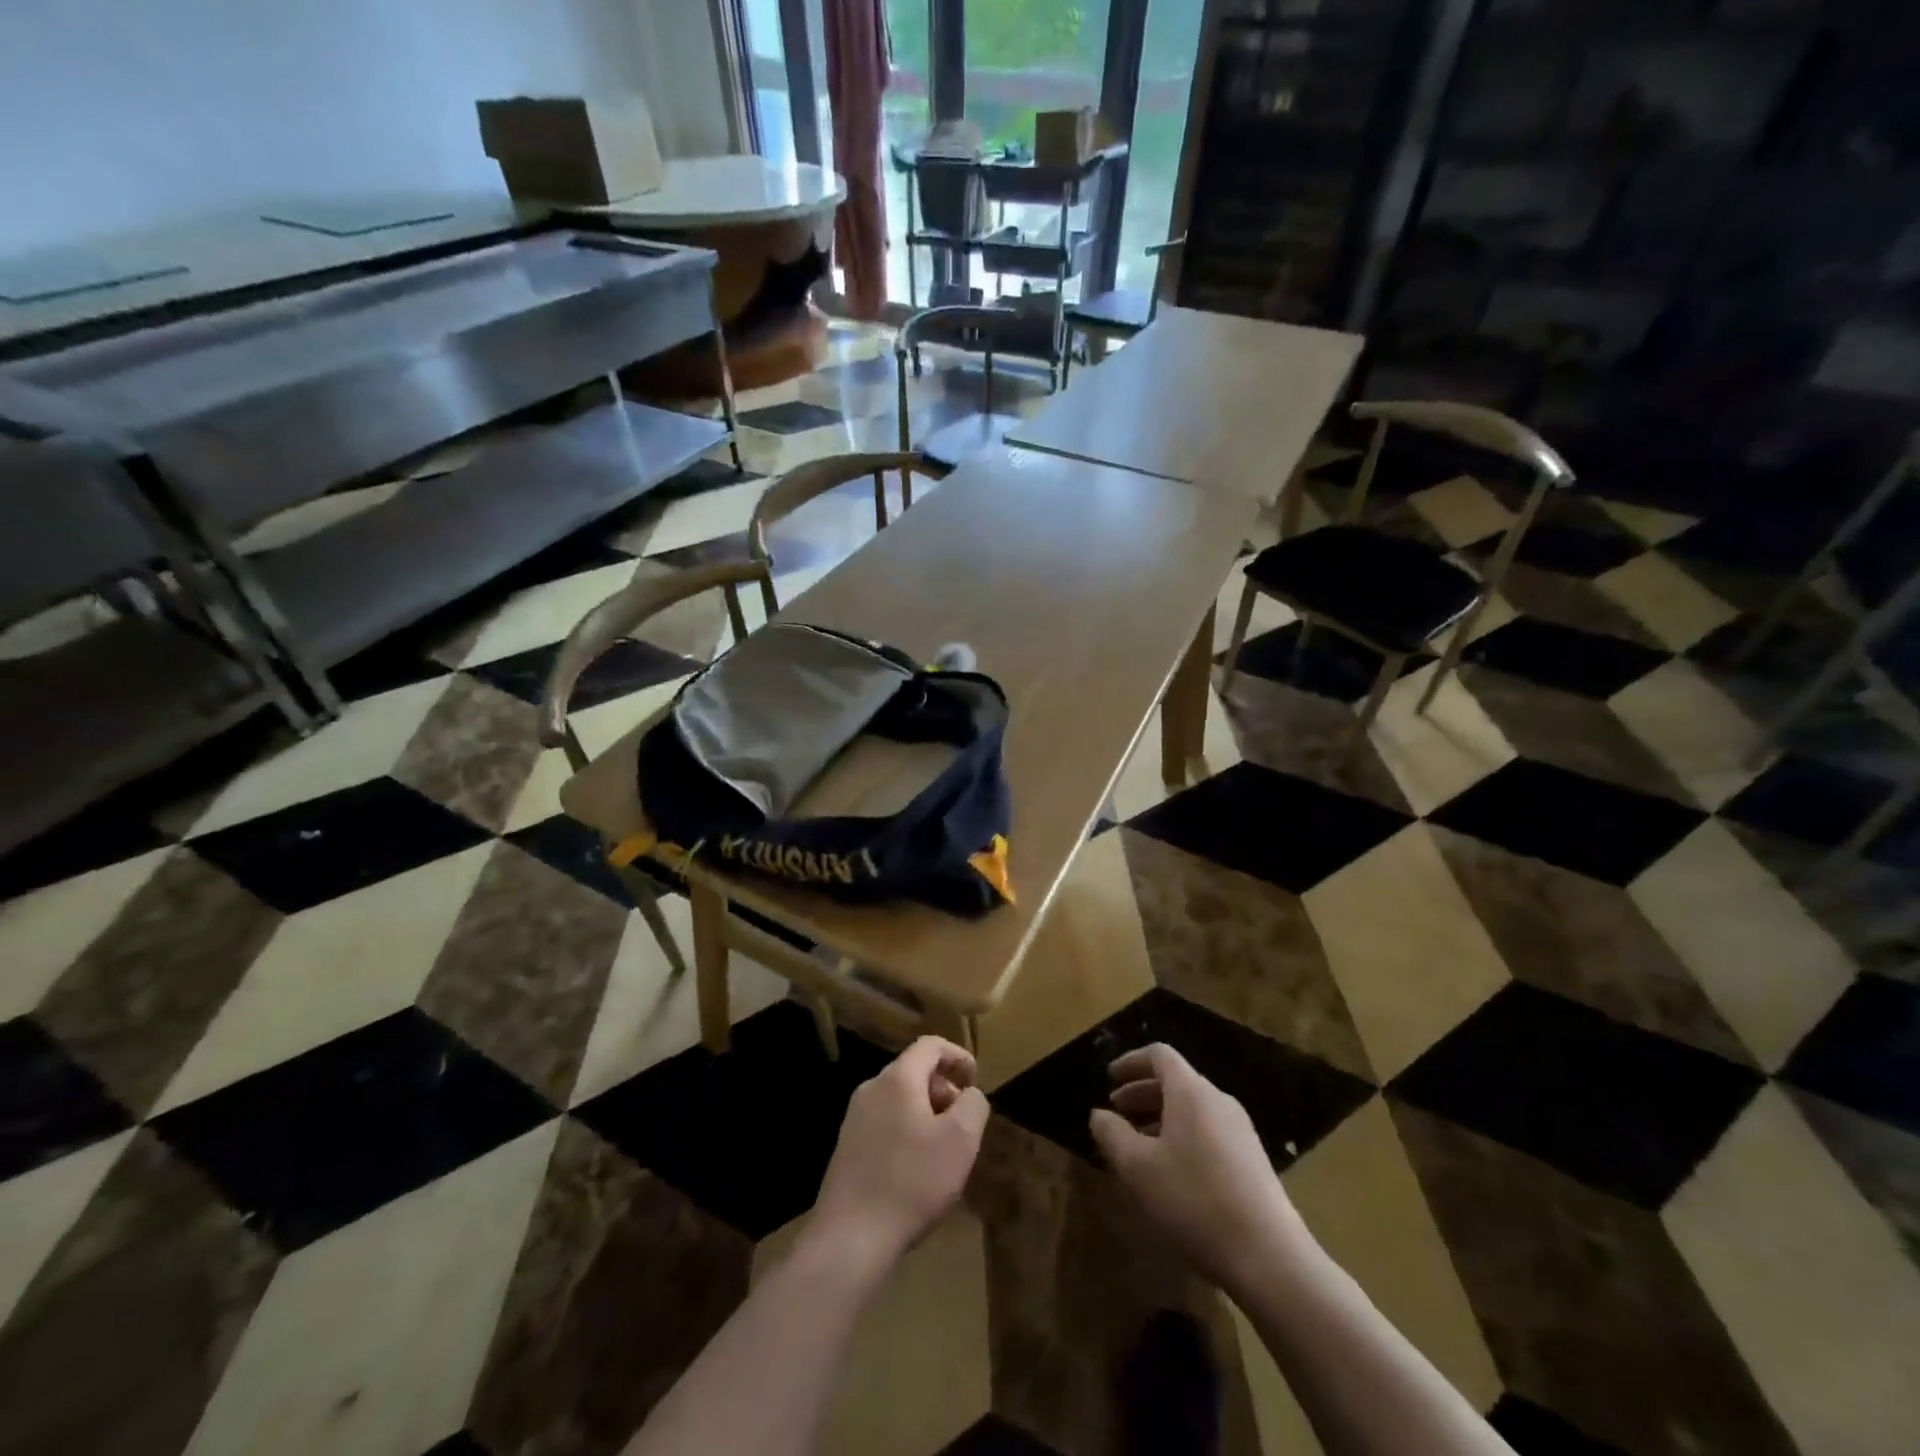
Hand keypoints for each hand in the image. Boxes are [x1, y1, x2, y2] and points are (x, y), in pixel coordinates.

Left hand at [809, 1036, 989, 1270]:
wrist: (849, 1238)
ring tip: (944, 1151)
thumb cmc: (911, 1182)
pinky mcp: (847, 1147)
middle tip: (964, 1124)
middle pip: (914, 1072)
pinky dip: (907, 1133)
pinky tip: (917, 1171)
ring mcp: (854, 1118)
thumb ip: (973, 1105)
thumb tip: (969, 1094)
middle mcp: (871, 1088)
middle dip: (944, 1090)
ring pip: (900, 1100)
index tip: (975, 1080)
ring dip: (927, 1114)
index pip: (930, 1045)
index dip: (958, 1055)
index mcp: (897, 1079)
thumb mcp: (960, 1141)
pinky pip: (885, 1124)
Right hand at [1090, 1043, 1313, 1291]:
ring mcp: (1240, 1131)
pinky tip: (1171, 1172)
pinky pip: (1208, 1131)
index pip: (1159, 1055)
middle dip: (1142, 1092)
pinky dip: (1182, 1136)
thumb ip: (1112, 1134)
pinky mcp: (1252, 1160)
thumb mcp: (1138, 1169)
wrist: (1269, 1257)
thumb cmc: (1194, 1201)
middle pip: (1176, 1081)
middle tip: (1117, 1113)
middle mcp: (1218, 1101)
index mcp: (1191, 1092)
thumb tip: (1099, 1114)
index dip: (1131, 1061)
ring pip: (1192, 1109)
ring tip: (1138, 1147)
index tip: (1109, 1078)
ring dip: (1161, 1118)